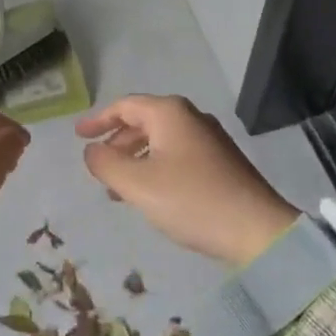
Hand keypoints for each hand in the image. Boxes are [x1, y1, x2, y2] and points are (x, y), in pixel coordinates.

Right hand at [76, 95, 299, 267]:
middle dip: (117, 142)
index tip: (78, 135)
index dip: (98, 120)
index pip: (124, 106)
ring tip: (117, 188)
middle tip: (97, 164)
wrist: (256, 230)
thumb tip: (92, 151)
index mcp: (169, 113)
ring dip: (134, 159)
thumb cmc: (191, 200)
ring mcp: (209, 139)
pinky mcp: (221, 161)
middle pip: (143, 121)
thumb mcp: (137, 184)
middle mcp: (191, 118)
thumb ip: (105, 163)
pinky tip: (150, 194)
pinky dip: (155, 167)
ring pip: (160, 140)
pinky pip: (176, 155)